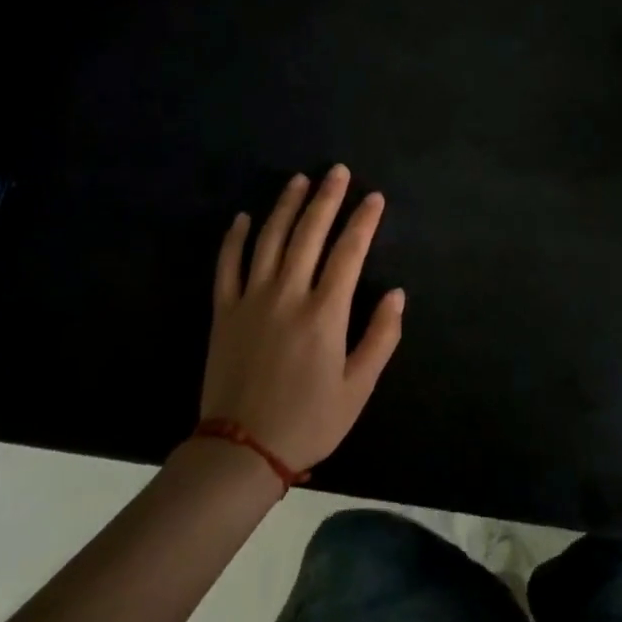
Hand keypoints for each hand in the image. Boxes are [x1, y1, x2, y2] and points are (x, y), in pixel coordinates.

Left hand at [202, 167, 405, 471]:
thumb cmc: (308, 420)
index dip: (363, 221)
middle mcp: (288, 295)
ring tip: (299, 179)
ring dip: (285, 206)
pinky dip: (236, 238)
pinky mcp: (224, 311)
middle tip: (337, 171)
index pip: (349, 252)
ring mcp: (251, 299)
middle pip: (308, 234)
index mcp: (325, 313)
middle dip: (326, 199)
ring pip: (269, 239)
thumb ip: (381, 337)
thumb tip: (398, 294)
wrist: (240, 450)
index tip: (374, 197)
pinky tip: (245, 217)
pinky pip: (227, 265)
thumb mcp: (358, 388)